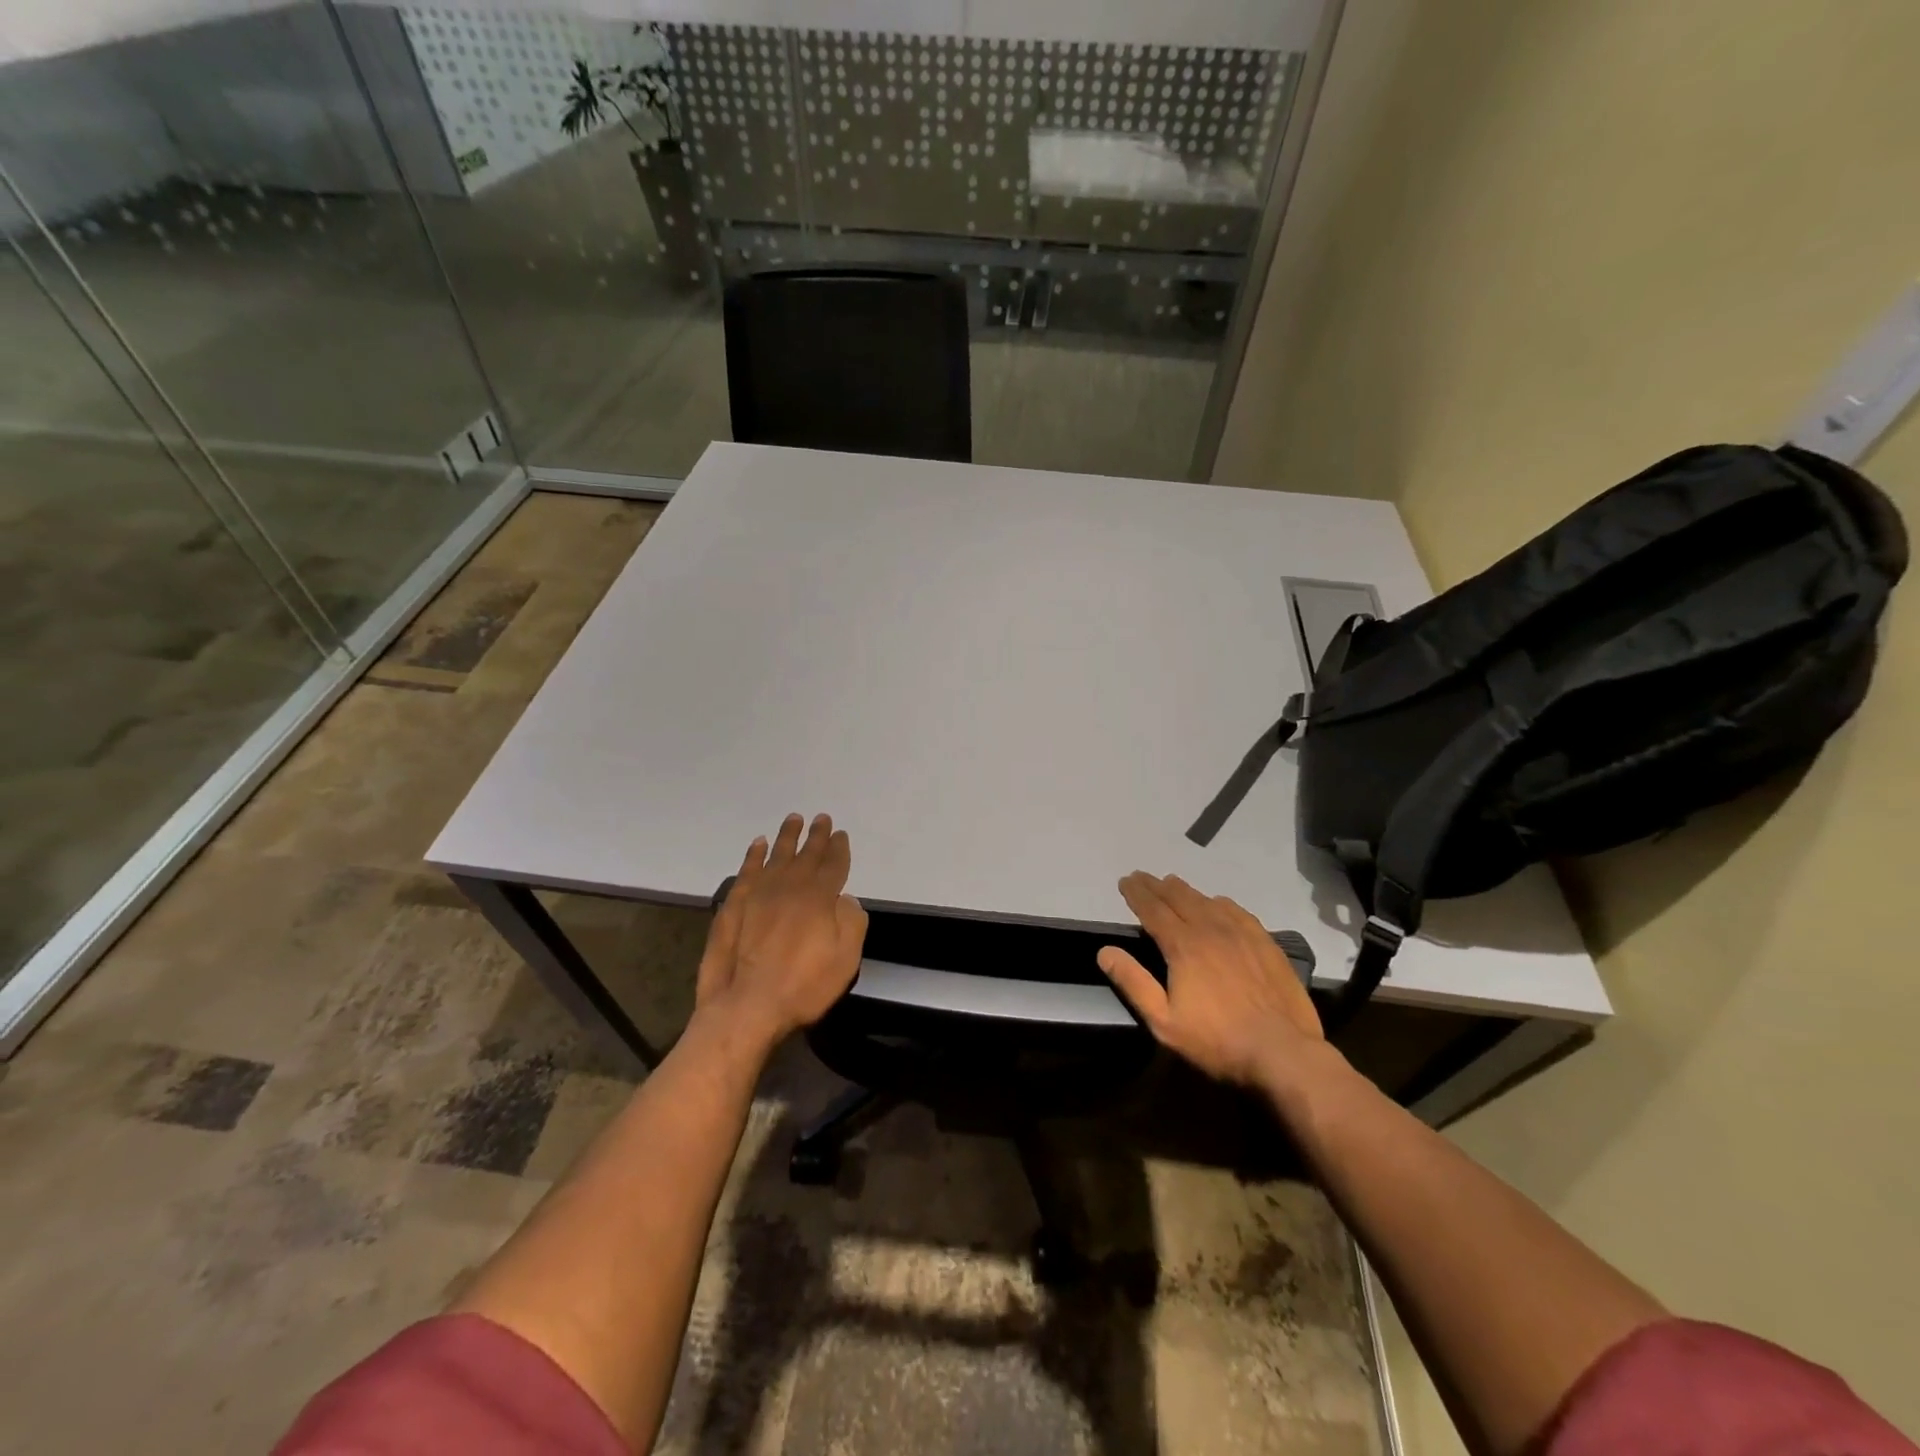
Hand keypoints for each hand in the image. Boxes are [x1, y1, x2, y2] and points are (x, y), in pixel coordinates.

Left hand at [696, 813, 867, 1050]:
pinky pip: (747, 870)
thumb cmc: (803, 986)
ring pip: (776, 856)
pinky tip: (758, 845)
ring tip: (793, 819)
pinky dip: (754, 855)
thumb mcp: (845, 959)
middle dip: (816, 836)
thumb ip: (851, 923)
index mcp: (820, 898)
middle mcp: (790, 887)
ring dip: (787, 837)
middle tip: (821, 818)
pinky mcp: (734, 905)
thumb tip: (845, 900)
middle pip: (806, 854)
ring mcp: (758, 894)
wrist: (746, 1006)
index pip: (833, 865)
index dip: (838, 849)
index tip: (840, 835)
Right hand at [1097, 872, 1322, 1087]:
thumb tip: (1105, 951)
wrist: (1282, 1052)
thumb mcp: (1164, 1021)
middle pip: (1179, 898)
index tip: (1125, 881)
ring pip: (1207, 901)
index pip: (1153, 909)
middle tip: (1143, 877)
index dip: (1137, 893)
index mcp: (1183, 946)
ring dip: (1186, 891)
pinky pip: (1237, 912)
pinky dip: (1220, 902)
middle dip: (1157, 886)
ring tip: (1173, 884)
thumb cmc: (1216, 1041)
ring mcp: (1242, 934)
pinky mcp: (1266, 944)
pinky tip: (1218, 903)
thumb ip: (1133, 983)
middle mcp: (1210, 930)